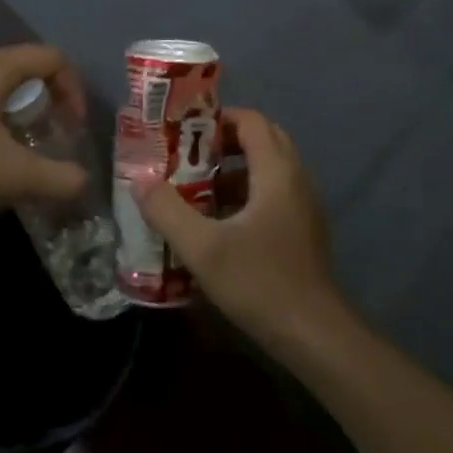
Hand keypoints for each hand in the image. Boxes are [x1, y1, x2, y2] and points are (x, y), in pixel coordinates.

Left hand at [0, 45, 89, 215]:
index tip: (72, 125)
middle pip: (21, 67)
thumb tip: (83, 182)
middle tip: (45, 134)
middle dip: (43, 100)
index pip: (51, 58)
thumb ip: (58, 179)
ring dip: (10, 106)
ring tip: (12, 143)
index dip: (73, 89)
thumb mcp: (12, 177)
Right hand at [137, 109, 351, 360]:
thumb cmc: (259, 282)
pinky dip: (247, 193)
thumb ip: (167, 210)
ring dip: (234, 170)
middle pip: (262, 140)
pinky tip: (218, 222)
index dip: (218, 118)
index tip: (184, 131)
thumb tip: (139, 179)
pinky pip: (274, 193)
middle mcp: (296, 179)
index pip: (251, 121)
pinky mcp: (304, 229)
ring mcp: (304, 205)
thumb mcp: (203, 248)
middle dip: (224, 142)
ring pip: (268, 169)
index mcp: (277, 172)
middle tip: (187, 155)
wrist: (313, 333)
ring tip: (195, 187)